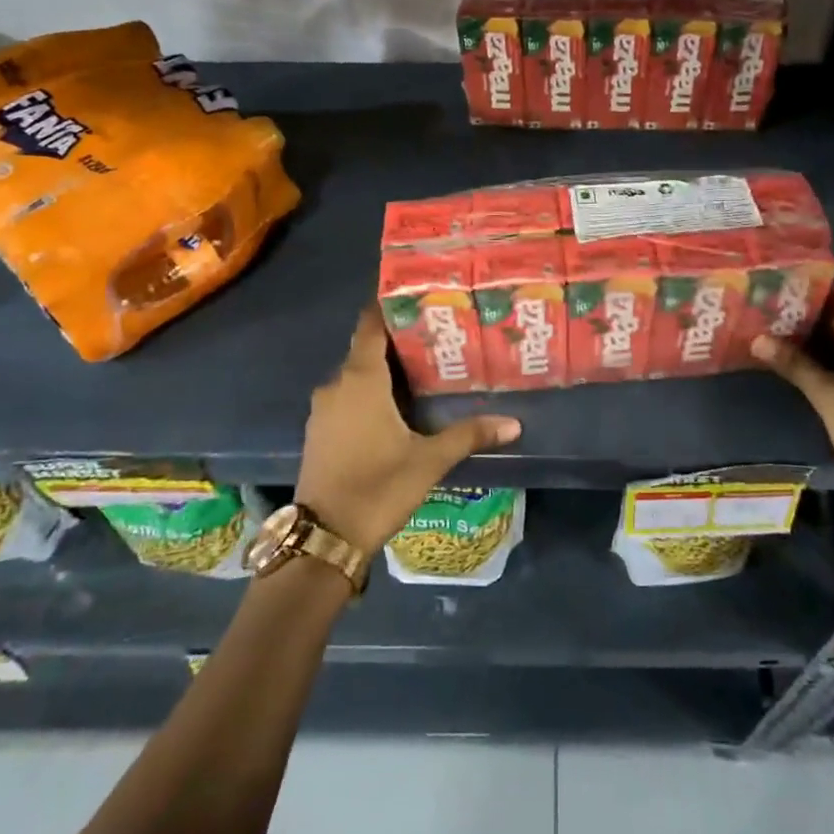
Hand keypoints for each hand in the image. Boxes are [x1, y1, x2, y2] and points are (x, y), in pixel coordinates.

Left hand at [296, 306, 521, 551]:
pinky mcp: (319, 431)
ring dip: (383, 370)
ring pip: (356, 375)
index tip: (417, 296)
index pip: (370, 326)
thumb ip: (469, 435)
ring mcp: (323, 409)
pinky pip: (347, 397)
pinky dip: (369, 392)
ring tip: (423, 368)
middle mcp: (336, 385)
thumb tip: (514, 424)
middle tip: (437, 335)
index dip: (389, 307)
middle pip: (366, 349)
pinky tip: (396, 405)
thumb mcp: (429, 460)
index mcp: (360, 380)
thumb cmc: (378, 487)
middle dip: (398, 341)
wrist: (325, 537)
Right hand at [750, 296, 833, 506]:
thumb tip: (759, 338)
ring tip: (776, 329)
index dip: (811, 289)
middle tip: (767, 309)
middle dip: (809, 312)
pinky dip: (832, 353)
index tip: (777, 286)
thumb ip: (797, 366)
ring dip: (819, 334)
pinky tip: (805, 361)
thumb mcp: (831, 401)